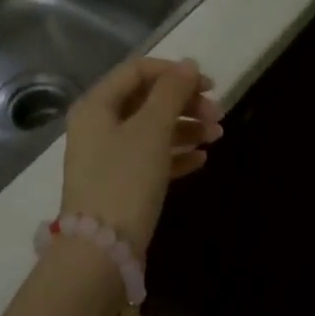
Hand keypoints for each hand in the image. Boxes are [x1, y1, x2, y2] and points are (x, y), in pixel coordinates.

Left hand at [62, 58, 221, 253]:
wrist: (102, 251)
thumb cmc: (125, 179)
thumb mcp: (151, 129)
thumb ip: (171, 92)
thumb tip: (188, 64)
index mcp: (96, 105)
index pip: (137, 71)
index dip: (174, 72)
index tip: (209, 85)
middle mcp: (97, 126)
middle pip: (146, 101)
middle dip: (184, 103)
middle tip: (218, 115)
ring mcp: (107, 157)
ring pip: (151, 130)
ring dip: (185, 128)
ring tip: (218, 137)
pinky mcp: (119, 185)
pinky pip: (150, 159)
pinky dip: (175, 154)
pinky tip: (202, 159)